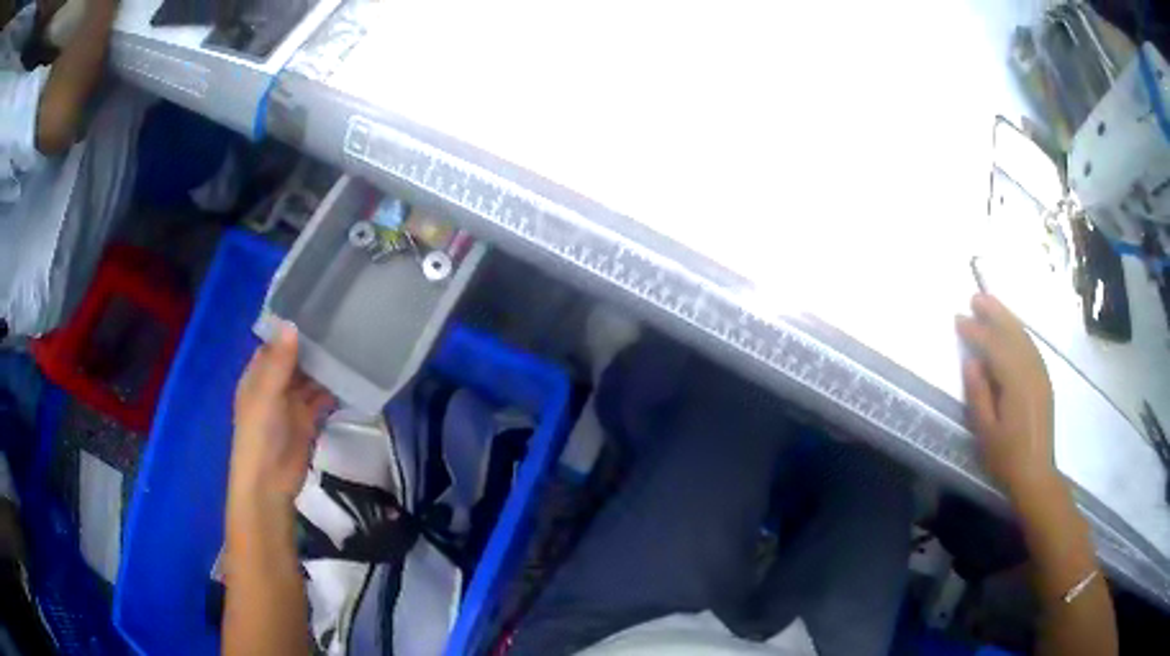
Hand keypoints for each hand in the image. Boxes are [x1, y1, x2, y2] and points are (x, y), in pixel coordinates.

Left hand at [230, 322, 333, 508]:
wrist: (270, 482)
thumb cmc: (261, 434)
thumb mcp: (267, 395)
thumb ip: (279, 362)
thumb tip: (293, 325)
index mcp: (258, 376)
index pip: (274, 345)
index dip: (290, 330)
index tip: (315, 309)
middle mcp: (274, 386)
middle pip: (294, 361)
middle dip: (312, 347)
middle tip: (341, 323)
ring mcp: (291, 404)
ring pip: (309, 379)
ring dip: (325, 368)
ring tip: (351, 345)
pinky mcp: (307, 421)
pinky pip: (321, 399)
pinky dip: (333, 390)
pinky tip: (351, 377)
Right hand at [956, 293, 1057, 498]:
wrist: (1035, 474)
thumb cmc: (1006, 457)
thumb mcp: (985, 431)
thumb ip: (979, 394)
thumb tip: (972, 361)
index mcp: (1016, 382)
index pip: (994, 346)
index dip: (976, 331)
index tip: (959, 319)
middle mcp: (1031, 370)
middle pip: (1012, 333)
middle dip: (994, 313)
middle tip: (975, 297)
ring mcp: (1040, 373)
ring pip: (1023, 336)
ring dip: (1006, 318)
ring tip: (990, 305)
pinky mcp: (1043, 379)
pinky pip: (1030, 346)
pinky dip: (1018, 332)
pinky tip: (1010, 330)